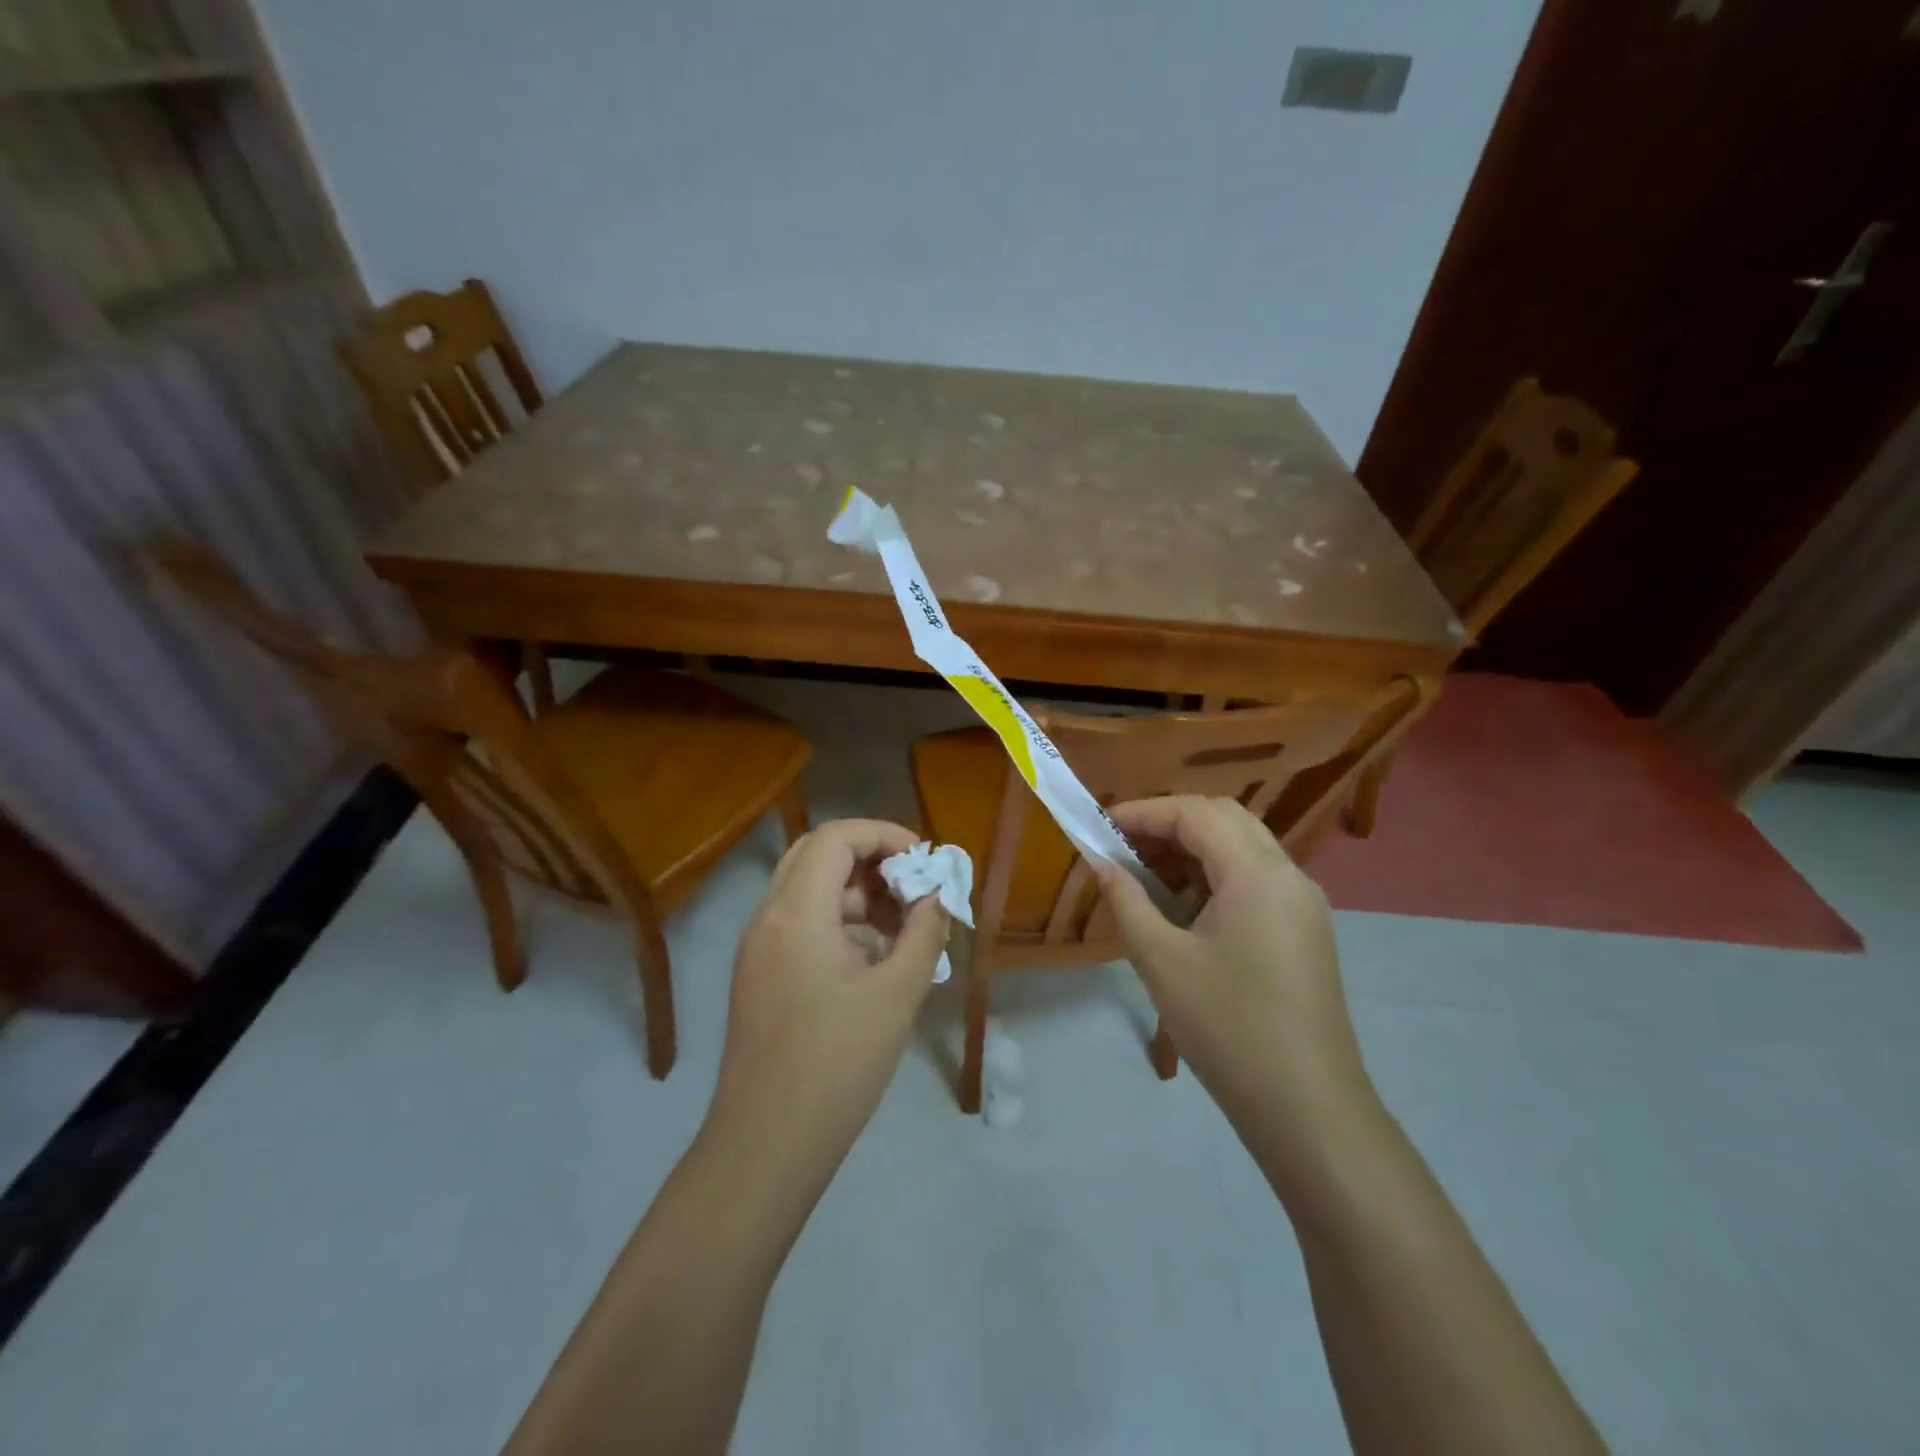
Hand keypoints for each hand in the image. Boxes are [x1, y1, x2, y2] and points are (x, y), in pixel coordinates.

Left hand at [708, 819, 950, 1172]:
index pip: (836, 837)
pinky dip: (840, 924)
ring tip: (904, 928)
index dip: (884, 835)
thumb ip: (925, 932)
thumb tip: (938, 895)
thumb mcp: (897, 993)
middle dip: (870, 860)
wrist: (766, 1145)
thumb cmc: (837, 1063)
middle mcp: (768, 918)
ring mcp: (758, 949)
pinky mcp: (759, 977)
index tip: (924, 861)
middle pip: (817, 855)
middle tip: (911, 886)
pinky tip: (876, 960)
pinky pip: (802, 925)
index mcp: (795, 912)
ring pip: (809, 891)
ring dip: (857, 894)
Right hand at [1094, 796, 1374, 1163]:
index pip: (1196, 814)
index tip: (1101, 826)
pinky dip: (1216, 877)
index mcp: (1257, 874)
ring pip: (1244, 848)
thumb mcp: (1162, 961)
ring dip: (1194, 850)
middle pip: (1225, 819)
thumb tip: (1101, 863)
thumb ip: (1126, 901)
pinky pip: (1257, 880)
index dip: (1144, 812)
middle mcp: (1288, 875)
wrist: (1308, 1109)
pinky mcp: (1306, 931)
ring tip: (1147, 877)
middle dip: (1170, 823)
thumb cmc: (1227, 1028)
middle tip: (1125, 847)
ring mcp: (1304, 904)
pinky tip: (1186, 910)